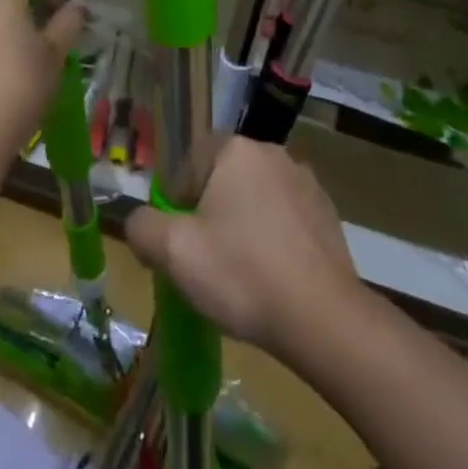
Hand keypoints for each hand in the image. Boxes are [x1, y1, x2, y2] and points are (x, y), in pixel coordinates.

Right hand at [126, 138, 358, 354]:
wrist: (324, 319)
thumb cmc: (242, 274)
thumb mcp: (174, 253)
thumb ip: (143, 227)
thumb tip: (139, 222)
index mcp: (235, 149)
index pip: (189, 163)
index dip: (176, 202)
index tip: (178, 242)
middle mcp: (273, 153)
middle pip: (223, 180)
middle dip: (209, 214)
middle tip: (204, 260)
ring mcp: (306, 182)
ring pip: (256, 200)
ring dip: (243, 227)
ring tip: (240, 275)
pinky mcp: (328, 214)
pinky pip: (286, 219)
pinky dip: (273, 241)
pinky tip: (272, 279)